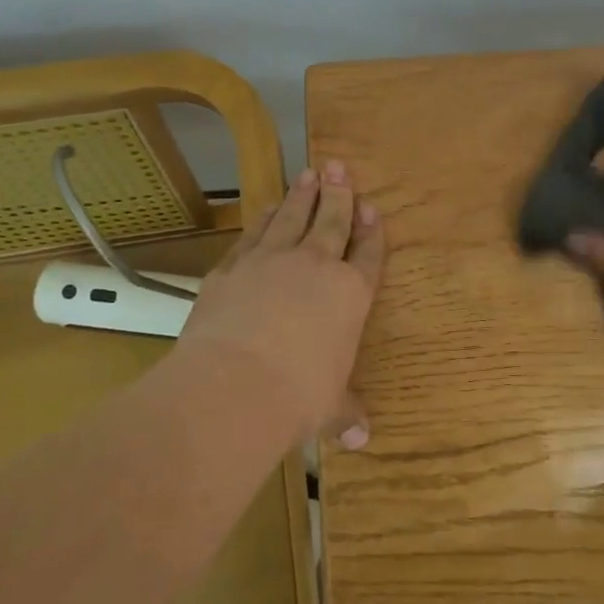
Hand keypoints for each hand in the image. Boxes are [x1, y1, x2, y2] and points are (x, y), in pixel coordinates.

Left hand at [177, 160, 384, 448]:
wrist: (234, 384)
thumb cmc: (298, 397)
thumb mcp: (329, 408)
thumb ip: (346, 412)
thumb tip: (363, 437)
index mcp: (349, 295)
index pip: (366, 255)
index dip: (371, 231)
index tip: (372, 208)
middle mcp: (313, 267)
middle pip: (331, 221)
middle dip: (338, 193)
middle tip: (339, 166)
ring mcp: (270, 261)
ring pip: (291, 218)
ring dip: (301, 195)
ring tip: (308, 174)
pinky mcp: (231, 268)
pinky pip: (253, 234)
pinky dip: (263, 218)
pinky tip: (266, 208)